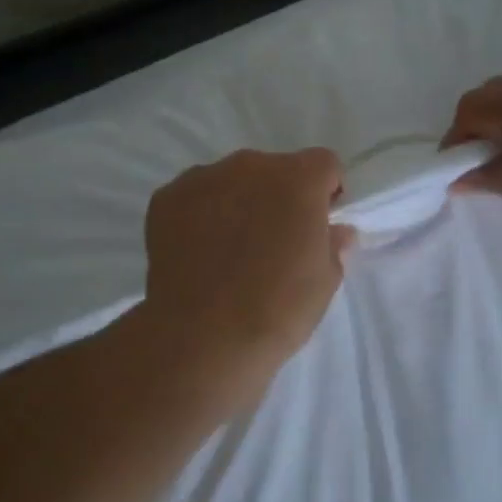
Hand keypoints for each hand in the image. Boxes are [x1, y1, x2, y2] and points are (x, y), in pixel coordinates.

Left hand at [139, 148, 355, 393]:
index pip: (323, 165)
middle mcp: (250, 166)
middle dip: (277, 197)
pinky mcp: (166, 199)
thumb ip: (333, 244)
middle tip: (272, 242)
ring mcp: (203, 178)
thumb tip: (336, 231)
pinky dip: (199, 216)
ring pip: (230, 181)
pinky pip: (193, 197)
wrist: (205, 337)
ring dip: (237, 203)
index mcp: (298, 179)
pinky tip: (198, 254)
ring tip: (229, 251)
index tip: (317, 225)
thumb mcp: (325, 281)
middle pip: (273, 170)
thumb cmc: (278, 308)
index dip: (324, 193)